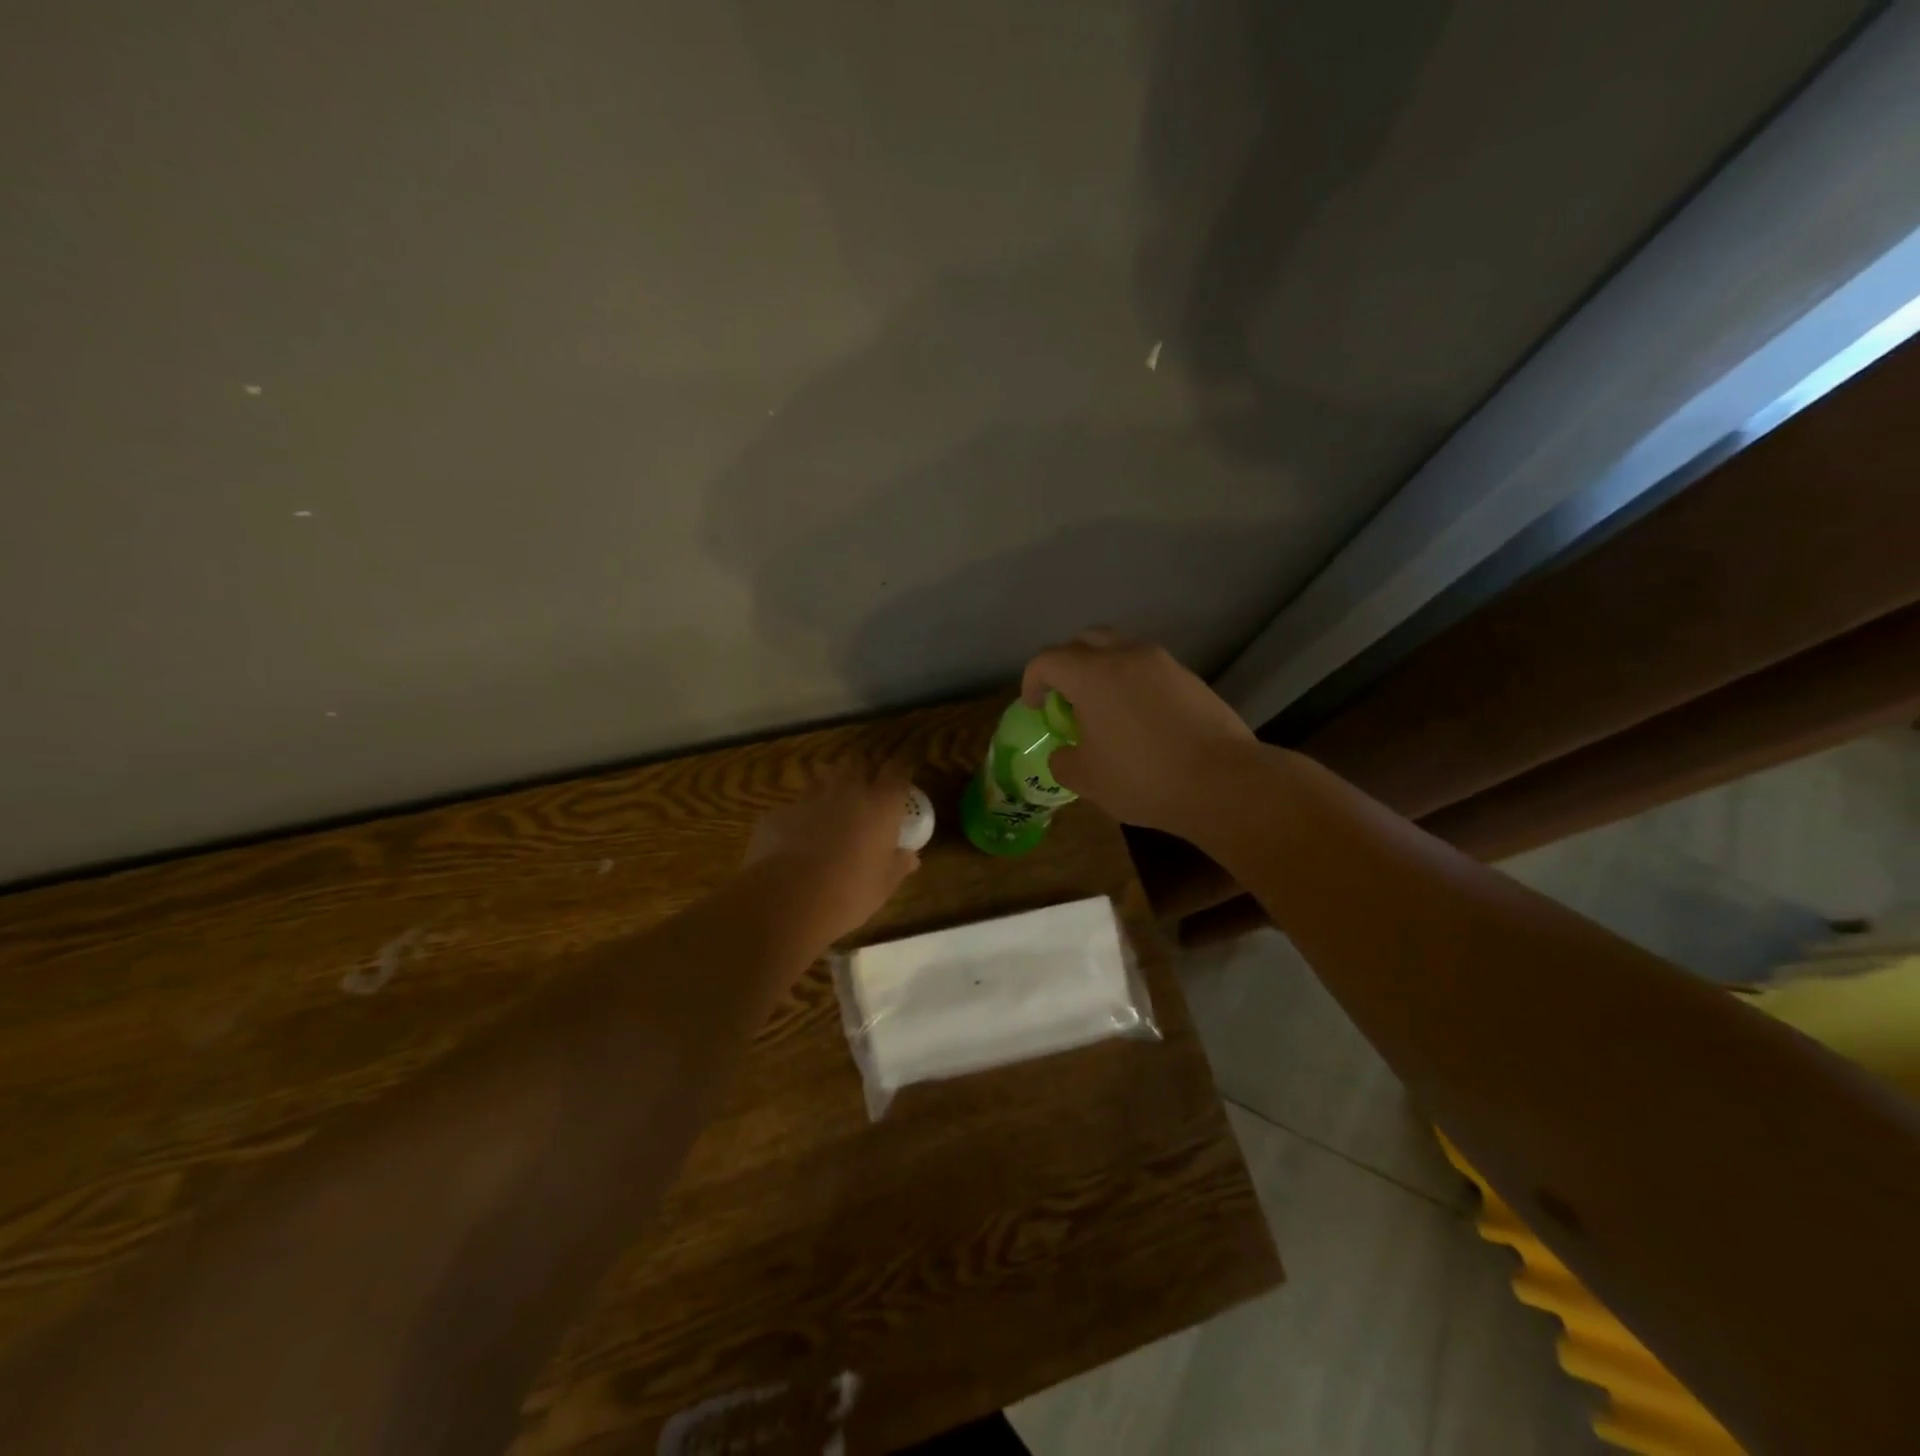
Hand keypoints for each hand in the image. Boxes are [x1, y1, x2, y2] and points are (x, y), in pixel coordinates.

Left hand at [744, 759, 921, 946]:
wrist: (790, 899)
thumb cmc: (851, 891)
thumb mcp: (884, 884)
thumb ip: (899, 865)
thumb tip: (911, 857)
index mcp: (881, 804)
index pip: (897, 769)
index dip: (902, 765)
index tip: (904, 767)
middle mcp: (848, 791)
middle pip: (857, 760)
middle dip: (863, 765)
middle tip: (866, 780)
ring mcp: (811, 797)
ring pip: (823, 775)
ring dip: (829, 783)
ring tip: (831, 801)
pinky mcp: (781, 812)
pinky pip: (795, 805)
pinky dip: (801, 814)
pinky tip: (798, 834)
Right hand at [1021, 629, 1254, 836]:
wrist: (1223, 782)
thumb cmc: (1143, 778)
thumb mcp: (1087, 779)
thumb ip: (1063, 761)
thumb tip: (1065, 753)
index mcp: (1092, 675)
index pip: (1047, 660)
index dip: (1032, 681)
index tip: (1034, 706)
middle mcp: (1126, 656)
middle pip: (1085, 640)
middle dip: (1067, 663)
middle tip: (1065, 695)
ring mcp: (1163, 664)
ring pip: (1121, 649)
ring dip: (1103, 669)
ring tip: (1103, 706)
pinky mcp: (1191, 679)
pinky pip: (1149, 669)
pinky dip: (1133, 682)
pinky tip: (1140, 718)